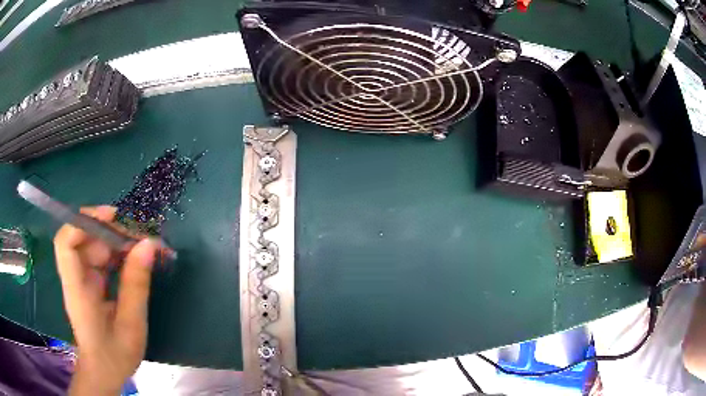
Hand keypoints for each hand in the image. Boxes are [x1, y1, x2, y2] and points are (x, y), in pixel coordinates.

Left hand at [53, 206, 158, 395]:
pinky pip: (100, 258)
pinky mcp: (88, 282)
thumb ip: (136, 283)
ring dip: (116, 243)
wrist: (104, 371)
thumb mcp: (131, 323)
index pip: (67, 242)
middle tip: (141, 241)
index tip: (112, 216)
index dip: (84, 221)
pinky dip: (116, 254)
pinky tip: (133, 262)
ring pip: (93, 245)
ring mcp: (81, 278)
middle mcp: (75, 277)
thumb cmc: (116, 354)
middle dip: (111, 232)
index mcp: (77, 289)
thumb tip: (148, 244)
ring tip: (142, 251)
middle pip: (84, 239)